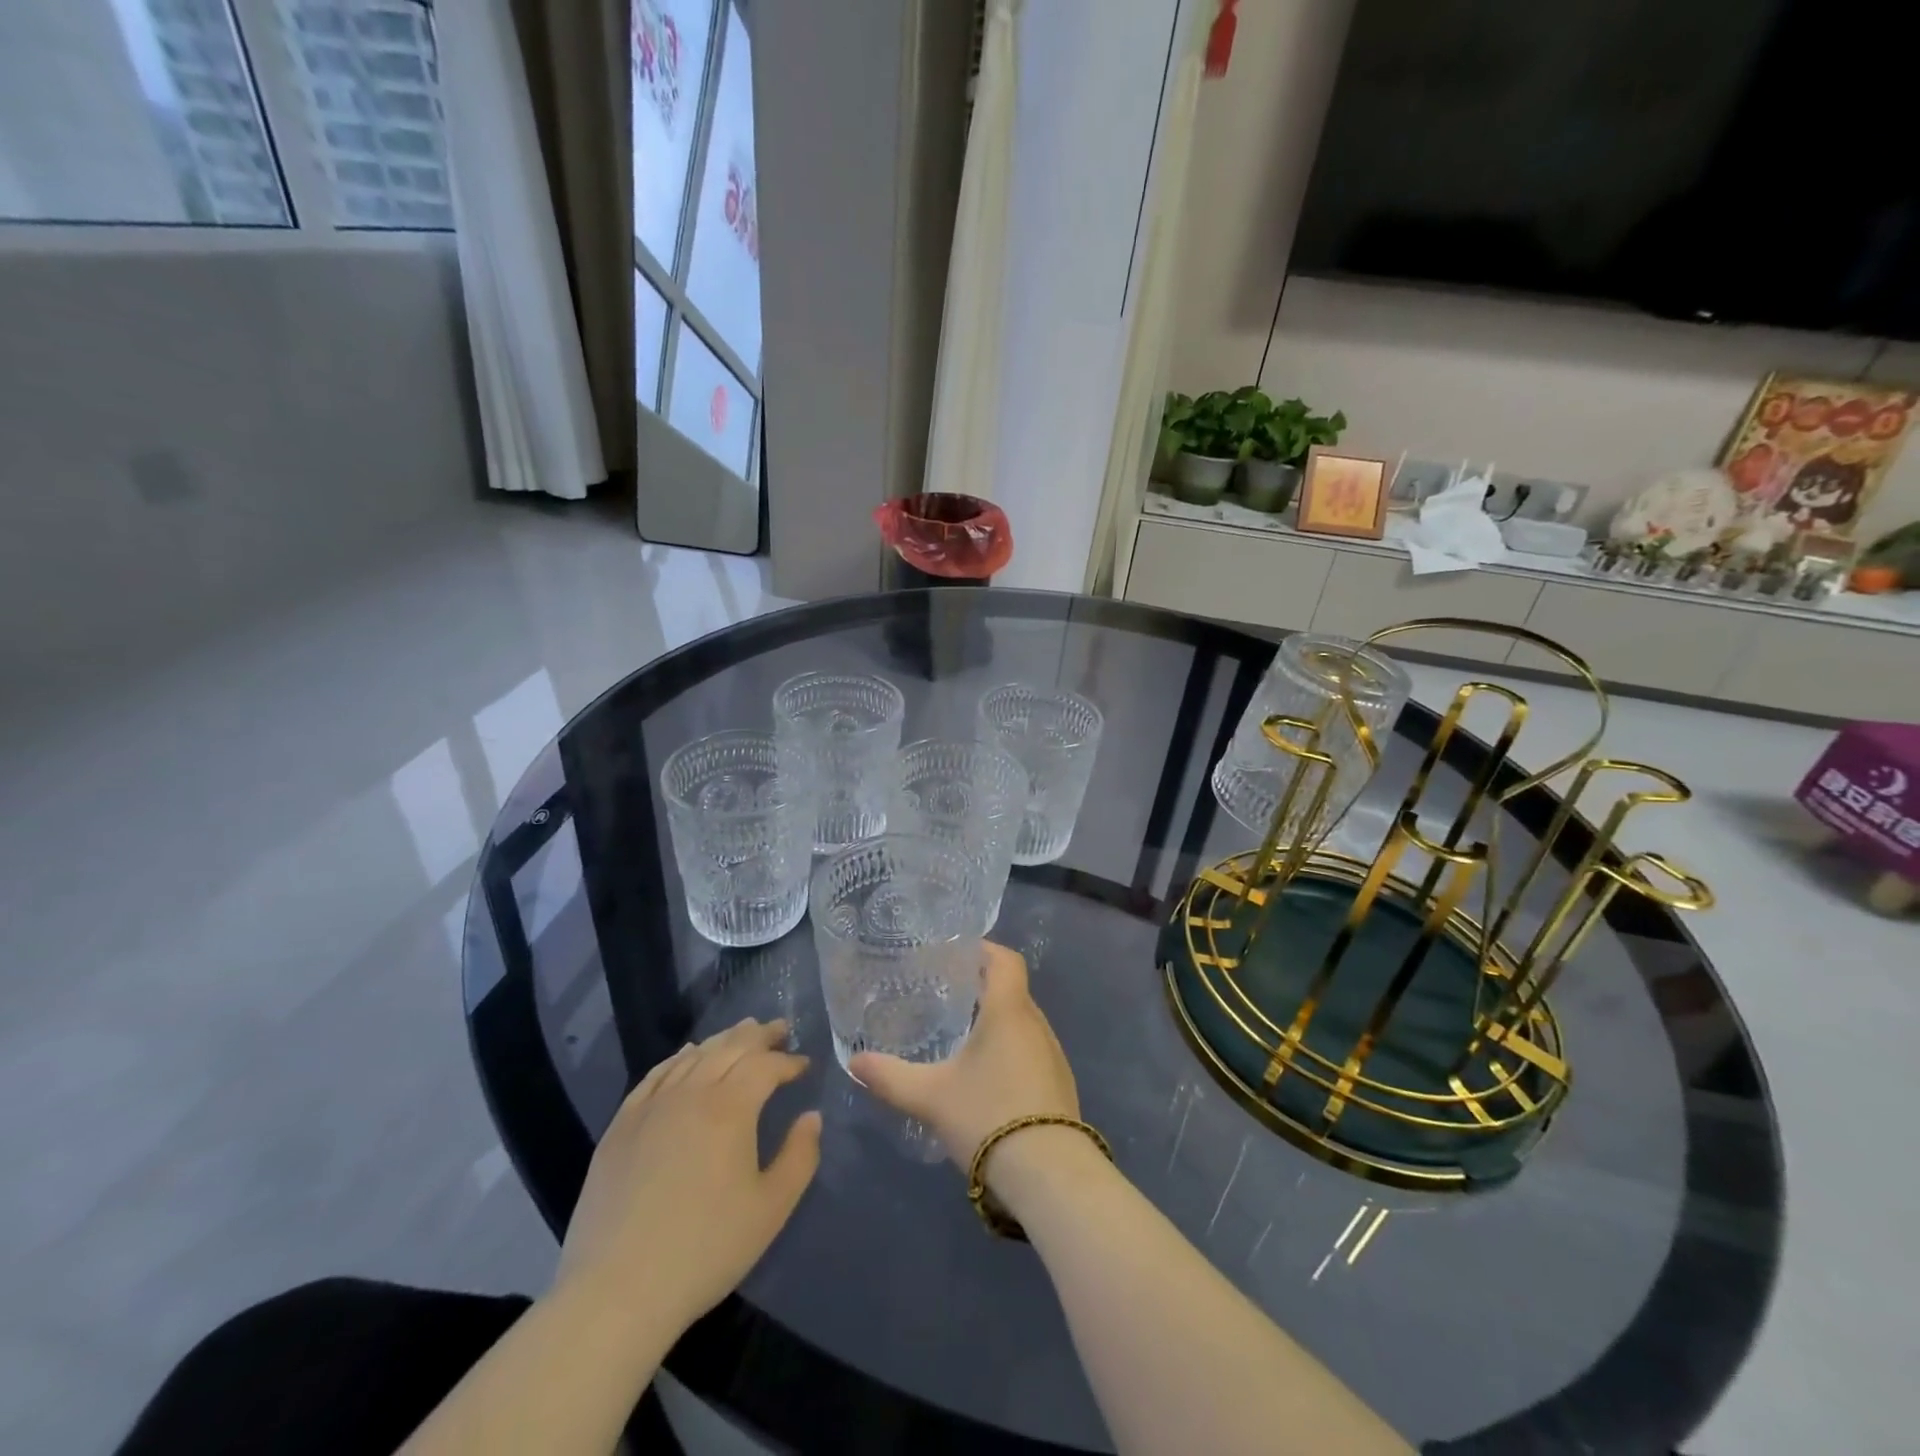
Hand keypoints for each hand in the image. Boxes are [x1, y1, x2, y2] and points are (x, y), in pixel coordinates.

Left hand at [555, 1018, 820, 1333]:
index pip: (766, 1065)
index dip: (789, 1061)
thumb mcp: (771, 1209)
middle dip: (760, 1035)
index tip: (804, 1065)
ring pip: (694, 1056)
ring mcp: (651, 1106)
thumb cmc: (705, 1250)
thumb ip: (800, 1156)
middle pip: (730, 1047)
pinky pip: (655, 1075)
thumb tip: (811, 1117)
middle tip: (780, 1029)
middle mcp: (691, 1093)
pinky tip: (687, 1056)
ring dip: (723, 1040)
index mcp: (730, 1108)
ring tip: (741, 1033)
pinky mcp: (621, 1126)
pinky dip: (678, 1058)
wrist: (616, 1292)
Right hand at [849, 943, 1077, 1177]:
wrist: (1049, 1175)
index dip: (984, 950)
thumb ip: (890, 1077)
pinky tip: (987, 1077)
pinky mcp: (1060, 1086)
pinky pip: (1031, 1051)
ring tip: (962, 1035)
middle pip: (1012, 991)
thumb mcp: (930, 1096)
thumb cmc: (988, 1116)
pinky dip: (1010, 1050)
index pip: (1006, 960)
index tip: (956, 955)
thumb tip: (854, 1062)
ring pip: (1023, 1023)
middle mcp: (1036, 1024)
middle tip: (946, 996)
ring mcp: (1053, 1056)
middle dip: (982, 989)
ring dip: (997, 1022)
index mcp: (1009, 1011)